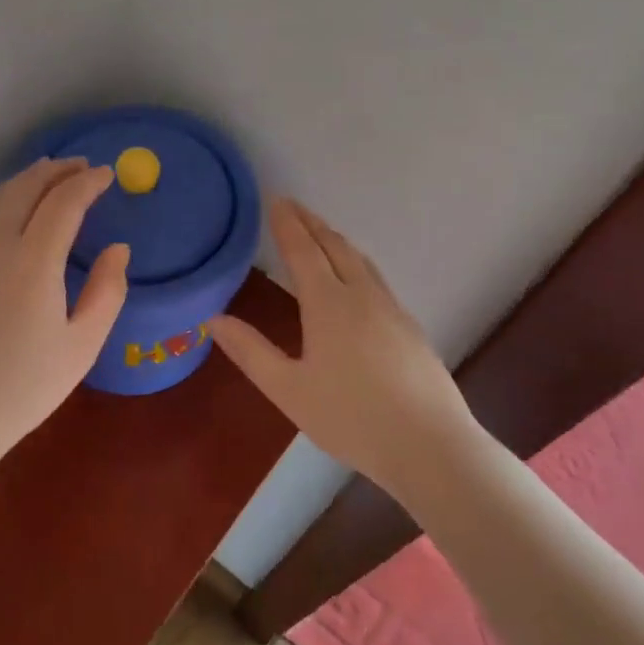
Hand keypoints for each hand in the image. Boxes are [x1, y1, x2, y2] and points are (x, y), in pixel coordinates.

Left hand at [0, 158, 129, 518]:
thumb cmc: (23, 388)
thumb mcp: (82, 346)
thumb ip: (107, 290)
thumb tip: (118, 249)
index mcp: (33, 260)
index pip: (64, 202)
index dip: (88, 182)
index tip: (107, 174)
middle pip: (25, 188)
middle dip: (56, 170)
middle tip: (79, 166)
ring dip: (24, 181)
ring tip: (45, 175)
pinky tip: (5, 211)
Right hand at [211, 199, 479, 505]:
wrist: (429, 445)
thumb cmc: (350, 418)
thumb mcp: (289, 390)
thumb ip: (251, 352)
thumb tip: (214, 319)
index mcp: (328, 304)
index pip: (303, 250)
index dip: (288, 224)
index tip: (276, 199)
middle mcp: (361, 295)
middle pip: (335, 246)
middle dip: (312, 223)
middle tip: (293, 206)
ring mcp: (391, 309)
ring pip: (360, 260)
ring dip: (336, 240)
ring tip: (321, 232)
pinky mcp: (410, 326)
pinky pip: (376, 278)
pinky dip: (356, 262)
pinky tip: (357, 279)